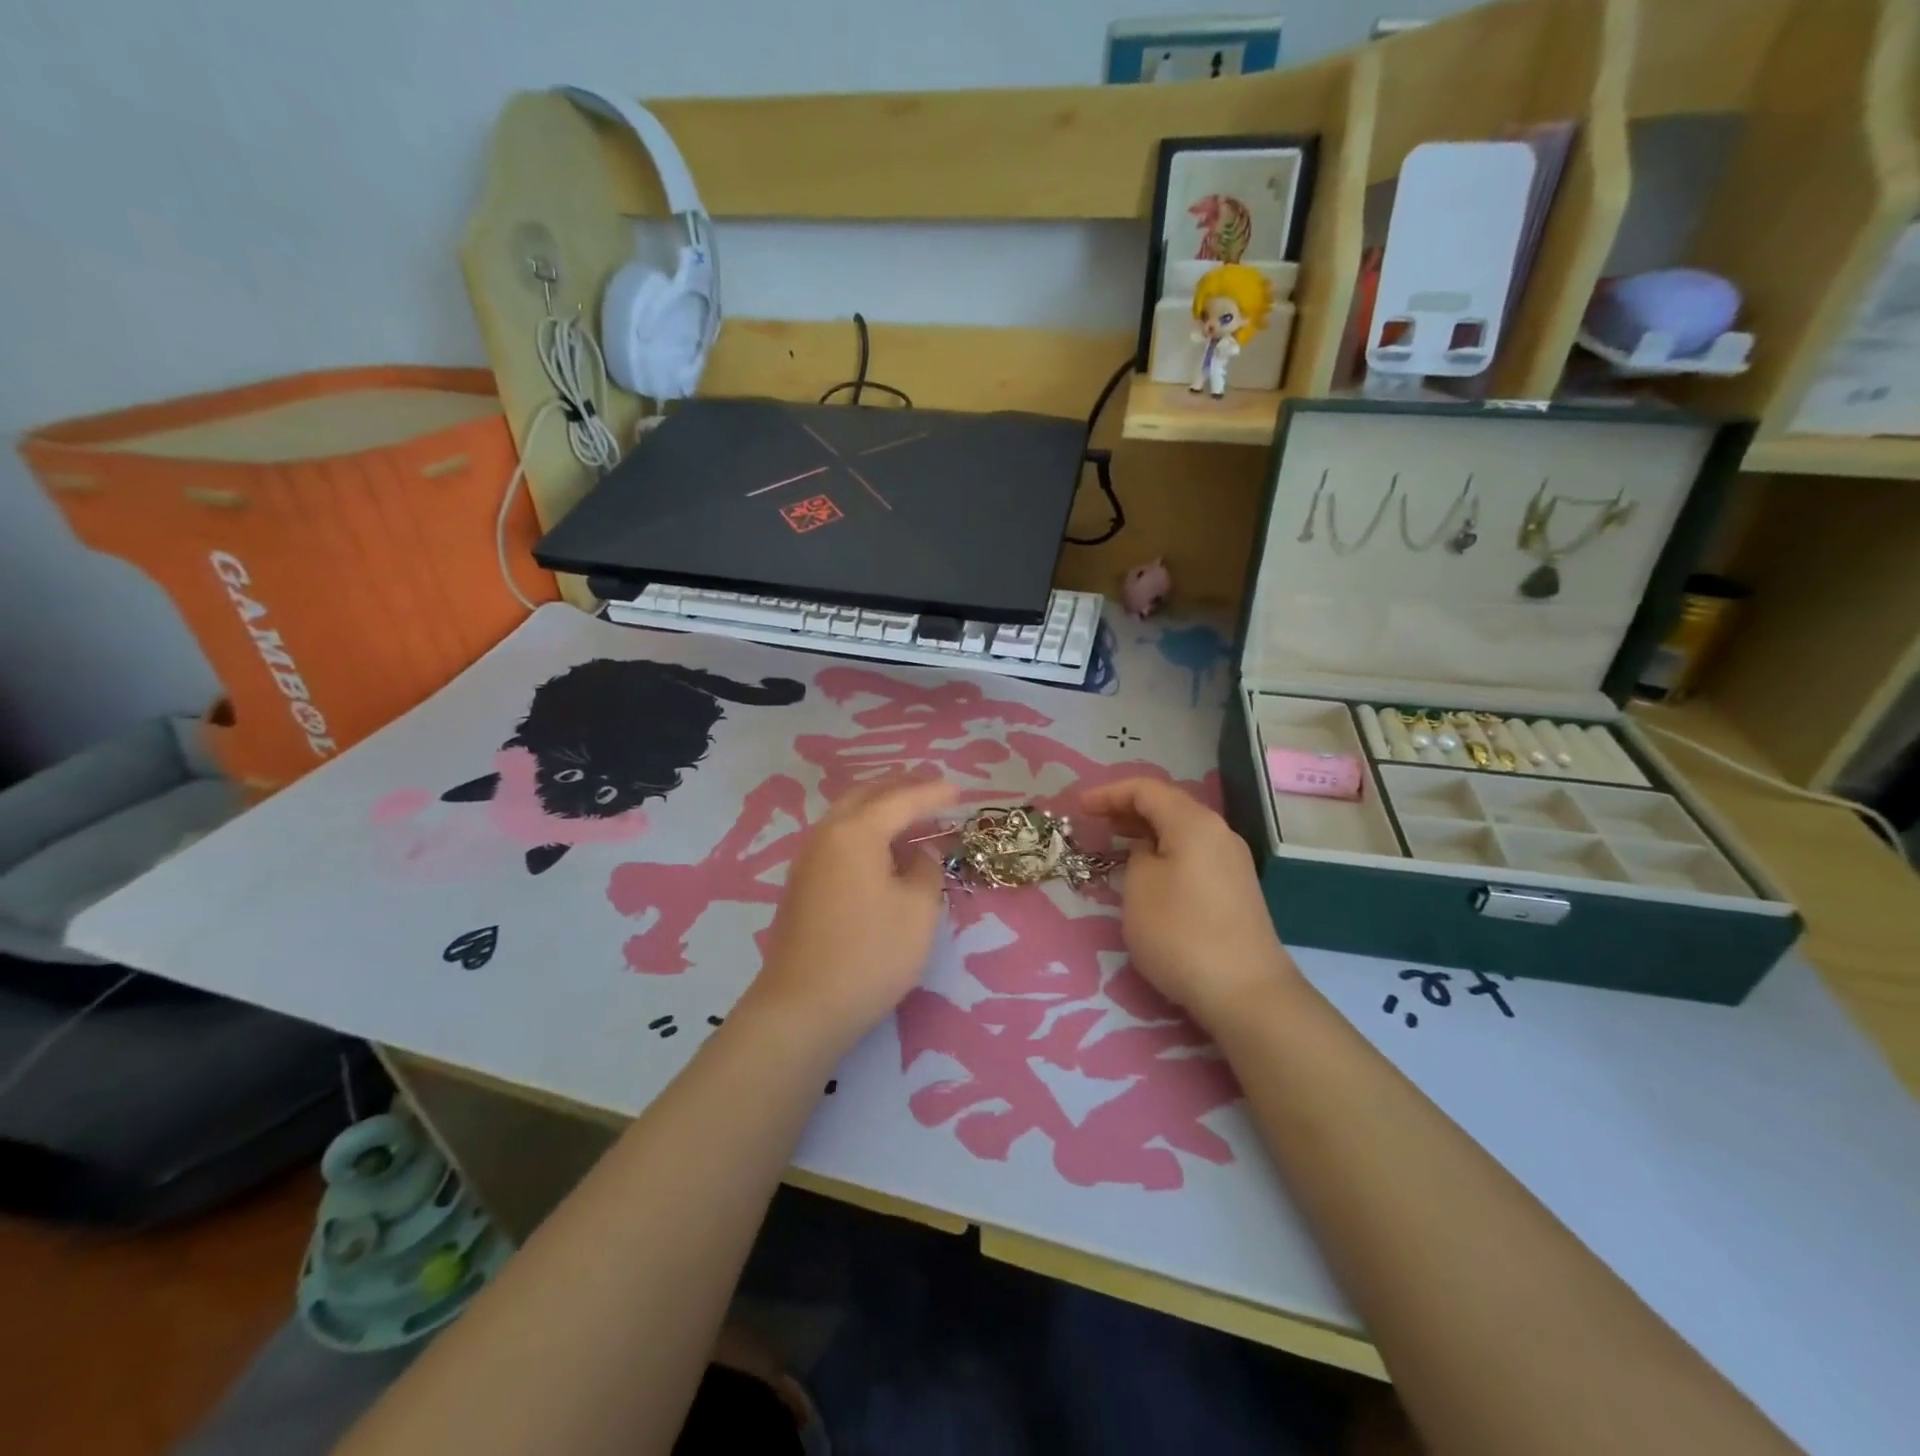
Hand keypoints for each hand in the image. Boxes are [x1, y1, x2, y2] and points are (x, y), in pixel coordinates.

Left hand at [744, 779, 958, 1051]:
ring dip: (881, 808)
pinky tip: (883, 849)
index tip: (960, 791)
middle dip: (901, 788)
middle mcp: (827, 835)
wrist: (802, 1007)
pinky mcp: (802, 885)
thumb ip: (925, 870)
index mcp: (856, 832)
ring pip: (848, 816)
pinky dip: (866, 830)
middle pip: (867, 796)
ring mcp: (808, 859)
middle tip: (933, 790)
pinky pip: (839, 838)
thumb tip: (919, 854)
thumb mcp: (918, 911)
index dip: (933, 793)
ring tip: (912, 814)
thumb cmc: (870, 955)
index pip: (901, 800)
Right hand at [1081, 778, 1298, 1029]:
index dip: (1109, 793)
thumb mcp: (1139, 888)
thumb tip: (1149, 852)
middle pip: (1168, 806)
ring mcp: (1232, 861)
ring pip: (1182, 831)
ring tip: (1115, 842)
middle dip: (1128, 809)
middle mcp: (1219, 833)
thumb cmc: (1181, 933)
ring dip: (1146, 831)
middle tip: (1094, 822)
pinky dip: (1165, 851)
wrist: (1246, 992)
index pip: (1146, 790)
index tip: (1080, 808)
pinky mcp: (1236, 889)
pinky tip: (1148, 871)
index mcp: (1194, 823)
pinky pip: (1193, 853)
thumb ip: (1137, 856)